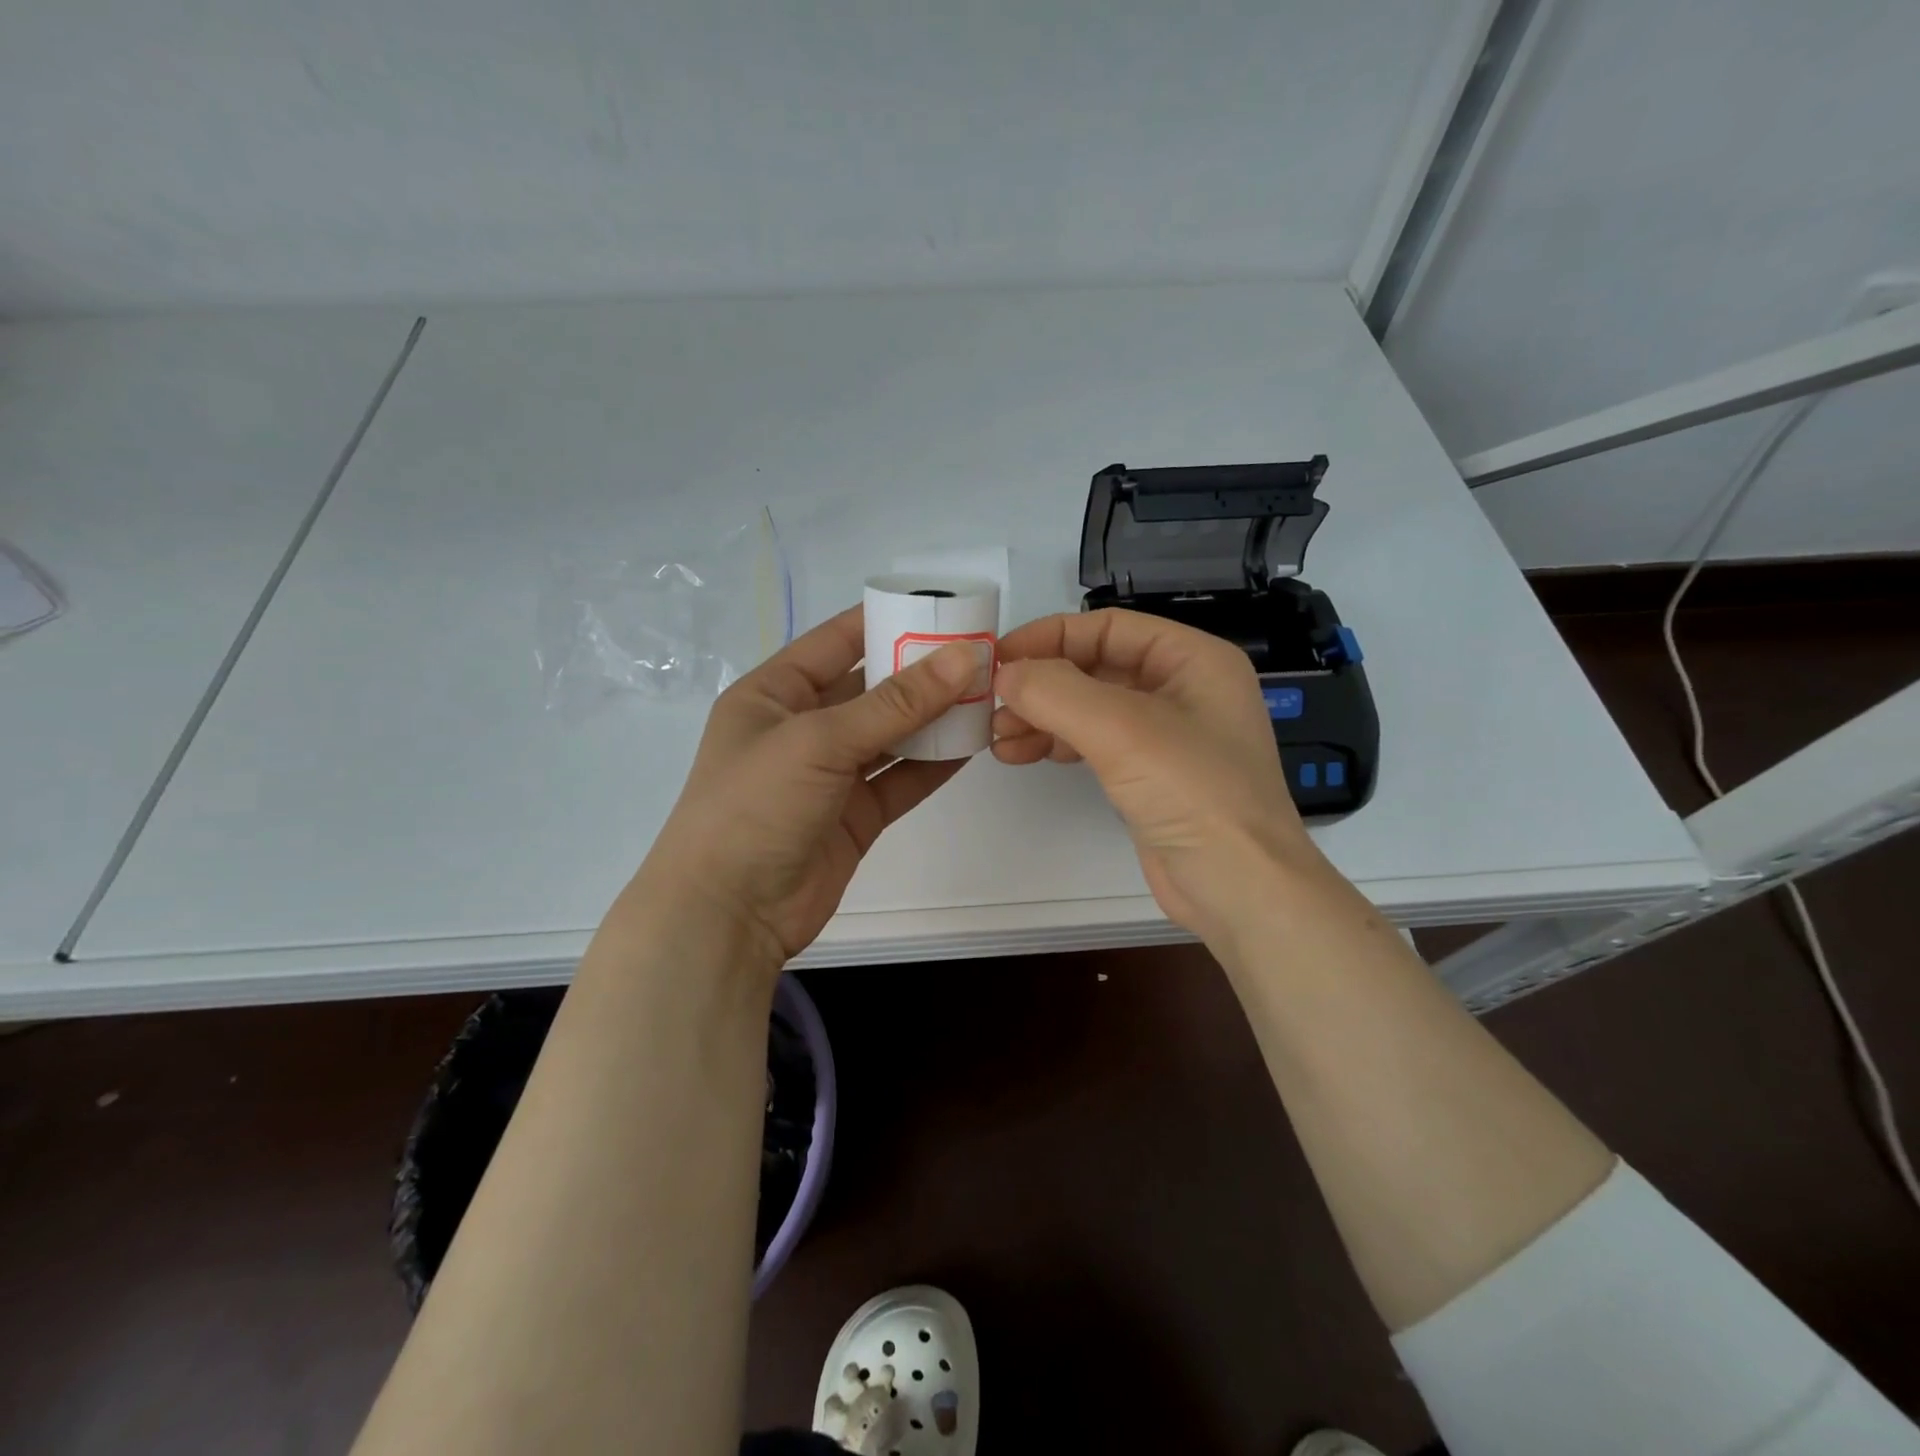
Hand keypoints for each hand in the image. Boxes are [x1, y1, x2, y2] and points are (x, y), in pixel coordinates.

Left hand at [627, 606, 978, 967]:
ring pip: (892, 734)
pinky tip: (971, 744)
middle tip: (980, 651)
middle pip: (871, 687)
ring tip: (986, 693)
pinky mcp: (855, 814)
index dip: (888, 620)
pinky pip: (900, 778)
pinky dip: (933, 763)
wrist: (728, 915)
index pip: (837, 641)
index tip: (943, 607)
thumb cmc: (755, 806)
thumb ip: (896, 703)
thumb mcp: (820, 741)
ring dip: (933, 718)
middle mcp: (803, 727)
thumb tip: (964, 657)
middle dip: (921, 670)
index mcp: (775, 693)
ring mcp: (830, 773)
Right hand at [993, 609, 1328, 942]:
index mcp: (1193, 659)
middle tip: (991, 704)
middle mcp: (1181, 689)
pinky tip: (1019, 754)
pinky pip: (1093, 744)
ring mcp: (1166, 736)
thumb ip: (1056, 691)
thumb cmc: (1194, 793)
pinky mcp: (1149, 776)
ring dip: (1041, 716)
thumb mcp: (1122, 729)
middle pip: (1095, 667)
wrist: (1240, 888)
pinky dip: (1055, 744)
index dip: (1050, 637)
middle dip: (1041, 684)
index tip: (1000, 659)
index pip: (1109, 627)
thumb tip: (1006, 673)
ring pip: (1089, 708)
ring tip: (996, 736)